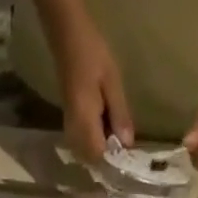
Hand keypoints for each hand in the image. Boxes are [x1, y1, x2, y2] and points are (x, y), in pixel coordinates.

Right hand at [54, 24, 133, 160]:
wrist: (67, 36)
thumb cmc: (91, 53)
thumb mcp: (112, 82)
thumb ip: (119, 115)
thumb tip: (127, 144)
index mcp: (84, 123)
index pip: (100, 157)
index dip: (115, 160)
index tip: (130, 156)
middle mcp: (74, 132)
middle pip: (93, 160)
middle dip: (110, 157)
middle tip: (126, 143)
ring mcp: (70, 129)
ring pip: (88, 154)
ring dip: (104, 149)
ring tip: (118, 133)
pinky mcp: (70, 124)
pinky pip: (84, 144)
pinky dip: (97, 141)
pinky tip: (108, 127)